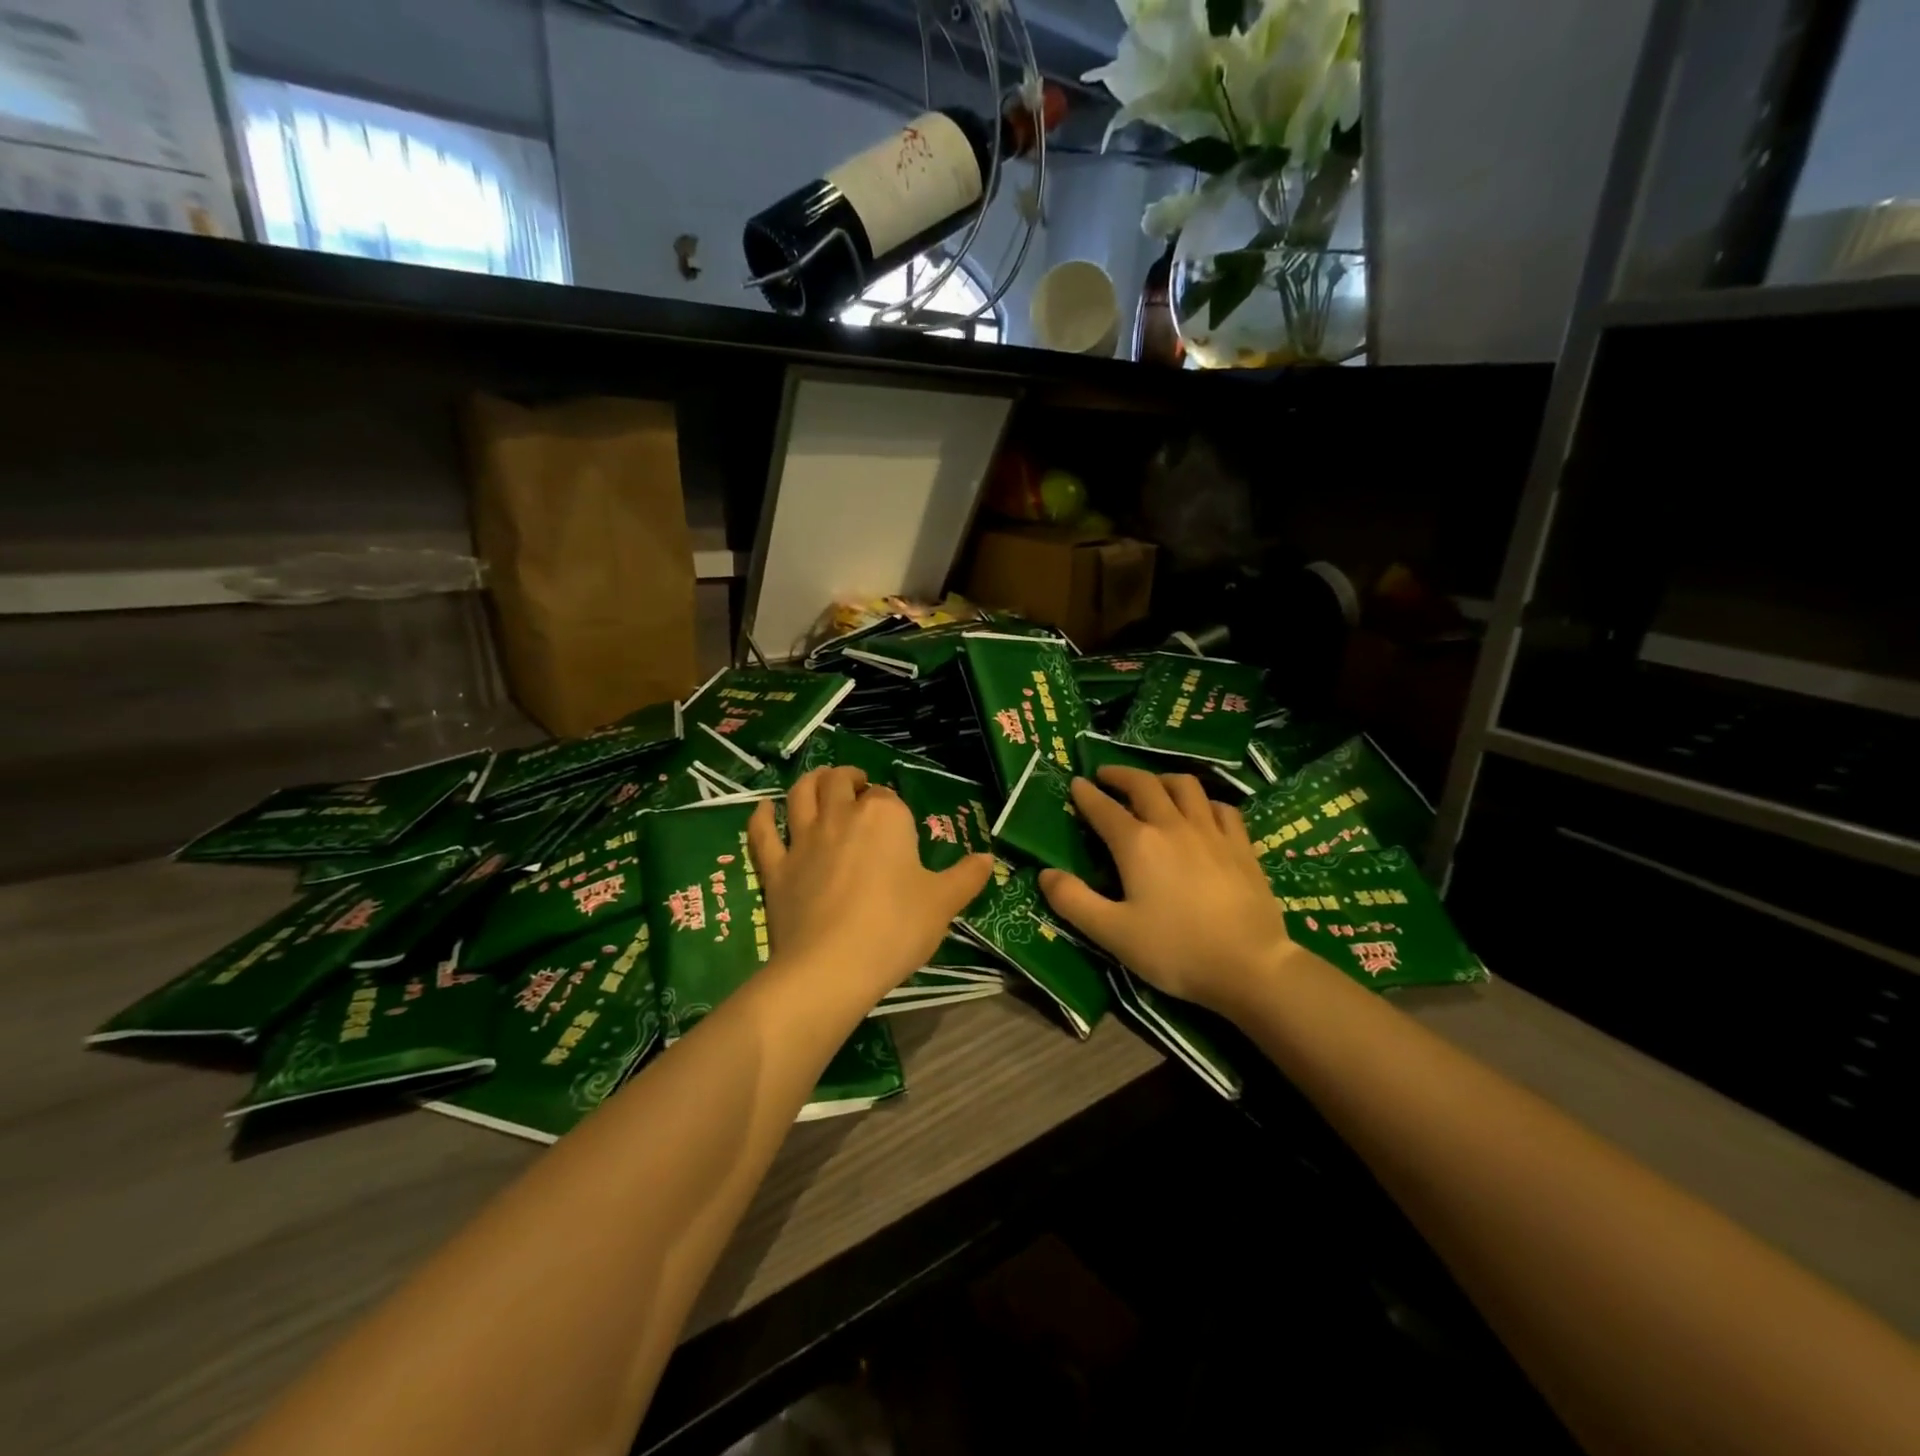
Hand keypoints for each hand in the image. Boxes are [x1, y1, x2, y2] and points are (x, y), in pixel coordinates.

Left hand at [747, 767, 992, 1002]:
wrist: (832, 966)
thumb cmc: (895, 928)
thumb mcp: (943, 904)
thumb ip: (966, 877)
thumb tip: (988, 859)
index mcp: (885, 817)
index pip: (889, 797)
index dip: (893, 807)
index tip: (899, 824)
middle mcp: (841, 816)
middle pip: (840, 782)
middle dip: (850, 778)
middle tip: (858, 786)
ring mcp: (803, 840)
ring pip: (801, 794)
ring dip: (811, 781)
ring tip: (820, 782)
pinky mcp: (775, 867)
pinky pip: (763, 833)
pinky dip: (762, 816)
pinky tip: (765, 810)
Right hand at [1039, 766, 1300, 1012]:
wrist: (1250, 965)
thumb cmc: (1175, 950)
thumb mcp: (1112, 933)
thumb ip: (1073, 901)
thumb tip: (1044, 873)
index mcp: (1137, 844)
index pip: (1103, 808)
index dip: (1086, 794)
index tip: (1076, 782)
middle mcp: (1172, 825)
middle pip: (1144, 784)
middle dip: (1120, 775)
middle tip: (1106, 775)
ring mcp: (1211, 832)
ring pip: (1185, 786)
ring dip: (1162, 779)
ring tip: (1152, 785)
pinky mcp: (1241, 845)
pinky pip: (1221, 807)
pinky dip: (1204, 801)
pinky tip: (1202, 811)